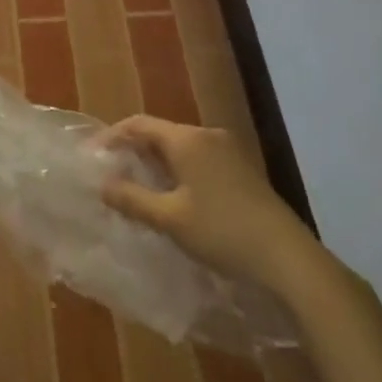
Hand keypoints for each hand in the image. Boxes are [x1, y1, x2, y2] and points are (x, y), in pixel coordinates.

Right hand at [100, 116, 313, 292]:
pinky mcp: (242, 170)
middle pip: (161, 133)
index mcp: (187, 139)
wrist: (287, 257)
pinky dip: (179, 171)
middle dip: (135, 150)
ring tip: (138, 188)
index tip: (93, 156)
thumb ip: (133, 199)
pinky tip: (174, 197)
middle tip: (113, 173)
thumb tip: (103, 185)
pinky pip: (199, 160)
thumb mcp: (170, 219)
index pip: (139, 124)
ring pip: (181, 148)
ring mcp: (229, 151)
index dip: (113, 136)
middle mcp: (207, 135)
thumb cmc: (222, 232)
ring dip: (157, 163)